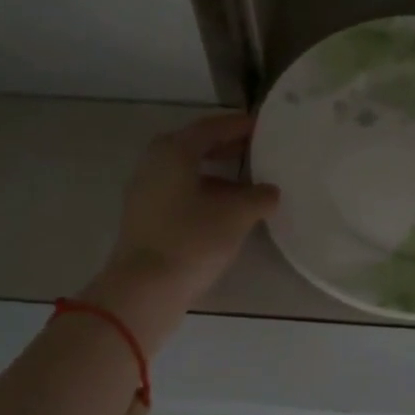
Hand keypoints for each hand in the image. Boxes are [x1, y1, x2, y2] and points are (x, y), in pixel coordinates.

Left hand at [84, 112, 279, 350]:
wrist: (144, 289)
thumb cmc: (191, 240)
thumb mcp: (237, 215)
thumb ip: (259, 197)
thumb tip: (270, 192)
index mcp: (174, 151)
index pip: (212, 127)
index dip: (240, 126)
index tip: (264, 127)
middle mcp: (155, 163)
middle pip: (197, 147)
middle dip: (229, 148)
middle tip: (259, 151)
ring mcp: (146, 191)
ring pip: (189, 172)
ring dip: (219, 175)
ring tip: (250, 186)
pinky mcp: (146, 217)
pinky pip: (181, 193)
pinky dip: (205, 193)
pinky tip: (227, 212)